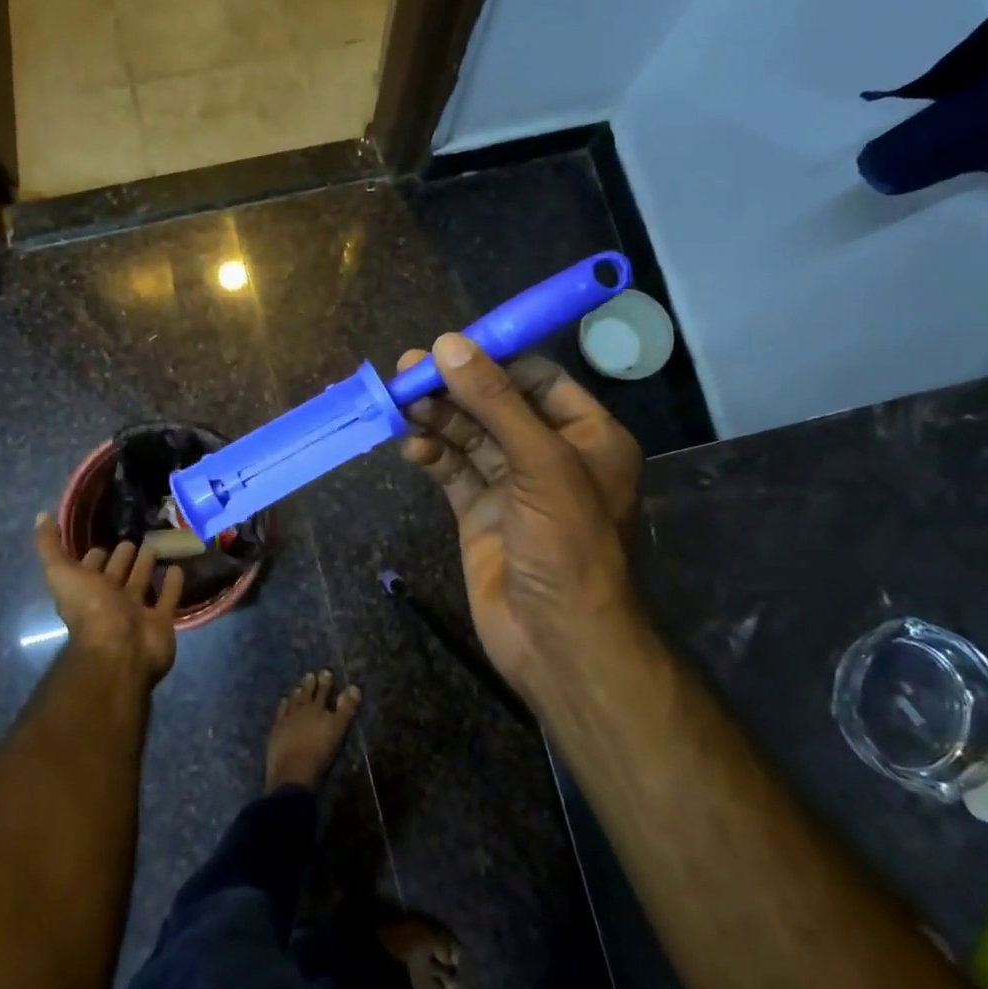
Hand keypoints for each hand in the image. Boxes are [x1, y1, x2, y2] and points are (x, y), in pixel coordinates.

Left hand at [33, 513, 183, 683]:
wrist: (120, 649)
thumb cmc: (90, 609)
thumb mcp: (60, 573)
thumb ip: (50, 546)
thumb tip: (40, 516)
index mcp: (86, 591)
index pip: (89, 568)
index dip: (94, 555)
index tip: (103, 536)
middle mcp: (110, 601)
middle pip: (117, 575)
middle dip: (122, 558)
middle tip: (133, 540)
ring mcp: (136, 612)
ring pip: (142, 584)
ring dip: (146, 567)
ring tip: (156, 546)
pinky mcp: (161, 621)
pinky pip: (168, 598)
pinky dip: (172, 584)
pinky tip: (177, 567)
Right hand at [398, 336, 642, 702]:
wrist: (559, 642)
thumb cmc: (568, 545)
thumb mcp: (541, 464)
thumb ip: (495, 402)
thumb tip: (448, 345)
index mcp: (586, 436)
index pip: (537, 379)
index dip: (493, 361)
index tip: (448, 348)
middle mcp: (549, 455)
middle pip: (495, 405)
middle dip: (454, 388)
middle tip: (407, 372)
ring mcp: (512, 486)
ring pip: (469, 437)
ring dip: (437, 419)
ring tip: (401, 406)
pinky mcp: (480, 513)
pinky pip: (452, 471)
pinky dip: (431, 455)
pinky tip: (410, 446)